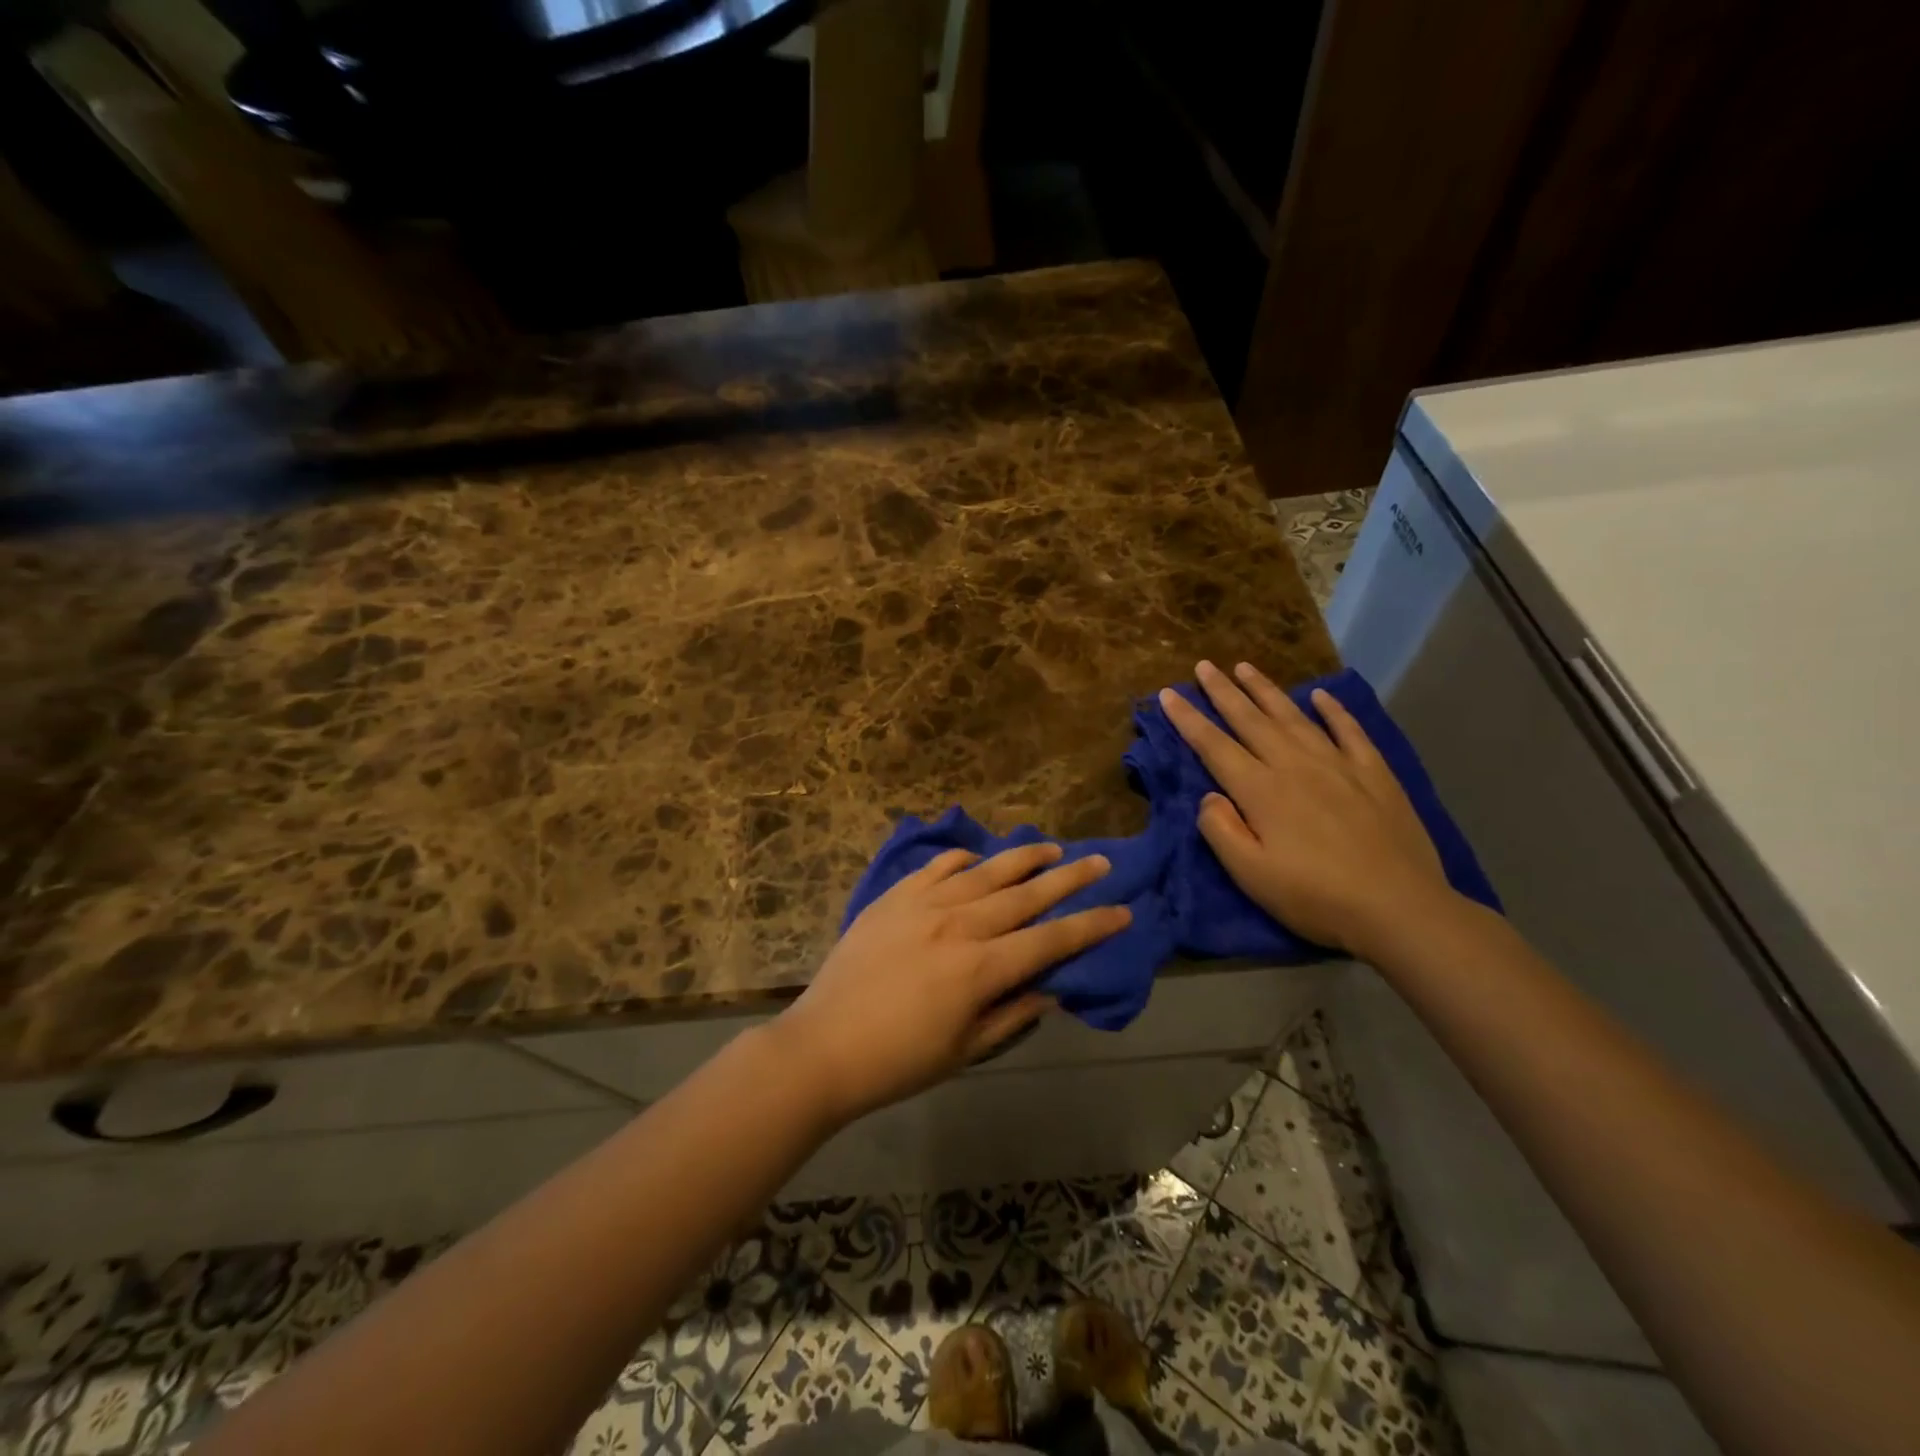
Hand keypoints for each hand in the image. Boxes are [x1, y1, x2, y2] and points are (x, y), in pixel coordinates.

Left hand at [772, 844, 1130, 1125]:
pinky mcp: (894, 897)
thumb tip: (1052, 988)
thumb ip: (1013, 1014)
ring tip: (1050, 848)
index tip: (1123, 910)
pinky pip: (938, 866)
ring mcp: (924, 904)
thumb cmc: (898, 1061)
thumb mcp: (966, 1050)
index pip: (1051, 940)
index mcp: (981, 968)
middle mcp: (960, 925)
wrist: (823, 1046)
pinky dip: (964, 858)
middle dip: (1069, 878)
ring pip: (986, 871)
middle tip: (1100, 861)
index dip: (1091, 926)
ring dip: (1023, 858)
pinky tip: (978, 857)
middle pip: (1026, 894)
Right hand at [1160, 660, 1455, 956]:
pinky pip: (1350, 731)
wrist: (1399, 908)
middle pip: (1251, 720)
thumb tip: (1209, 796)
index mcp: (1261, 790)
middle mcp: (1295, 765)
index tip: (1168, 693)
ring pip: (1294, 717)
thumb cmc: (1315, 897)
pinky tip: (1321, 695)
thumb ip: (1221, 830)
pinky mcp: (1375, 774)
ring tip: (1245, 667)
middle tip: (1204, 666)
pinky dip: (1333, 710)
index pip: (1214, 746)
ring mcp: (1338, 765)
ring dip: (1266, 690)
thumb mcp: (1251, 874)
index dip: (1188, 719)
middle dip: (1223, 692)